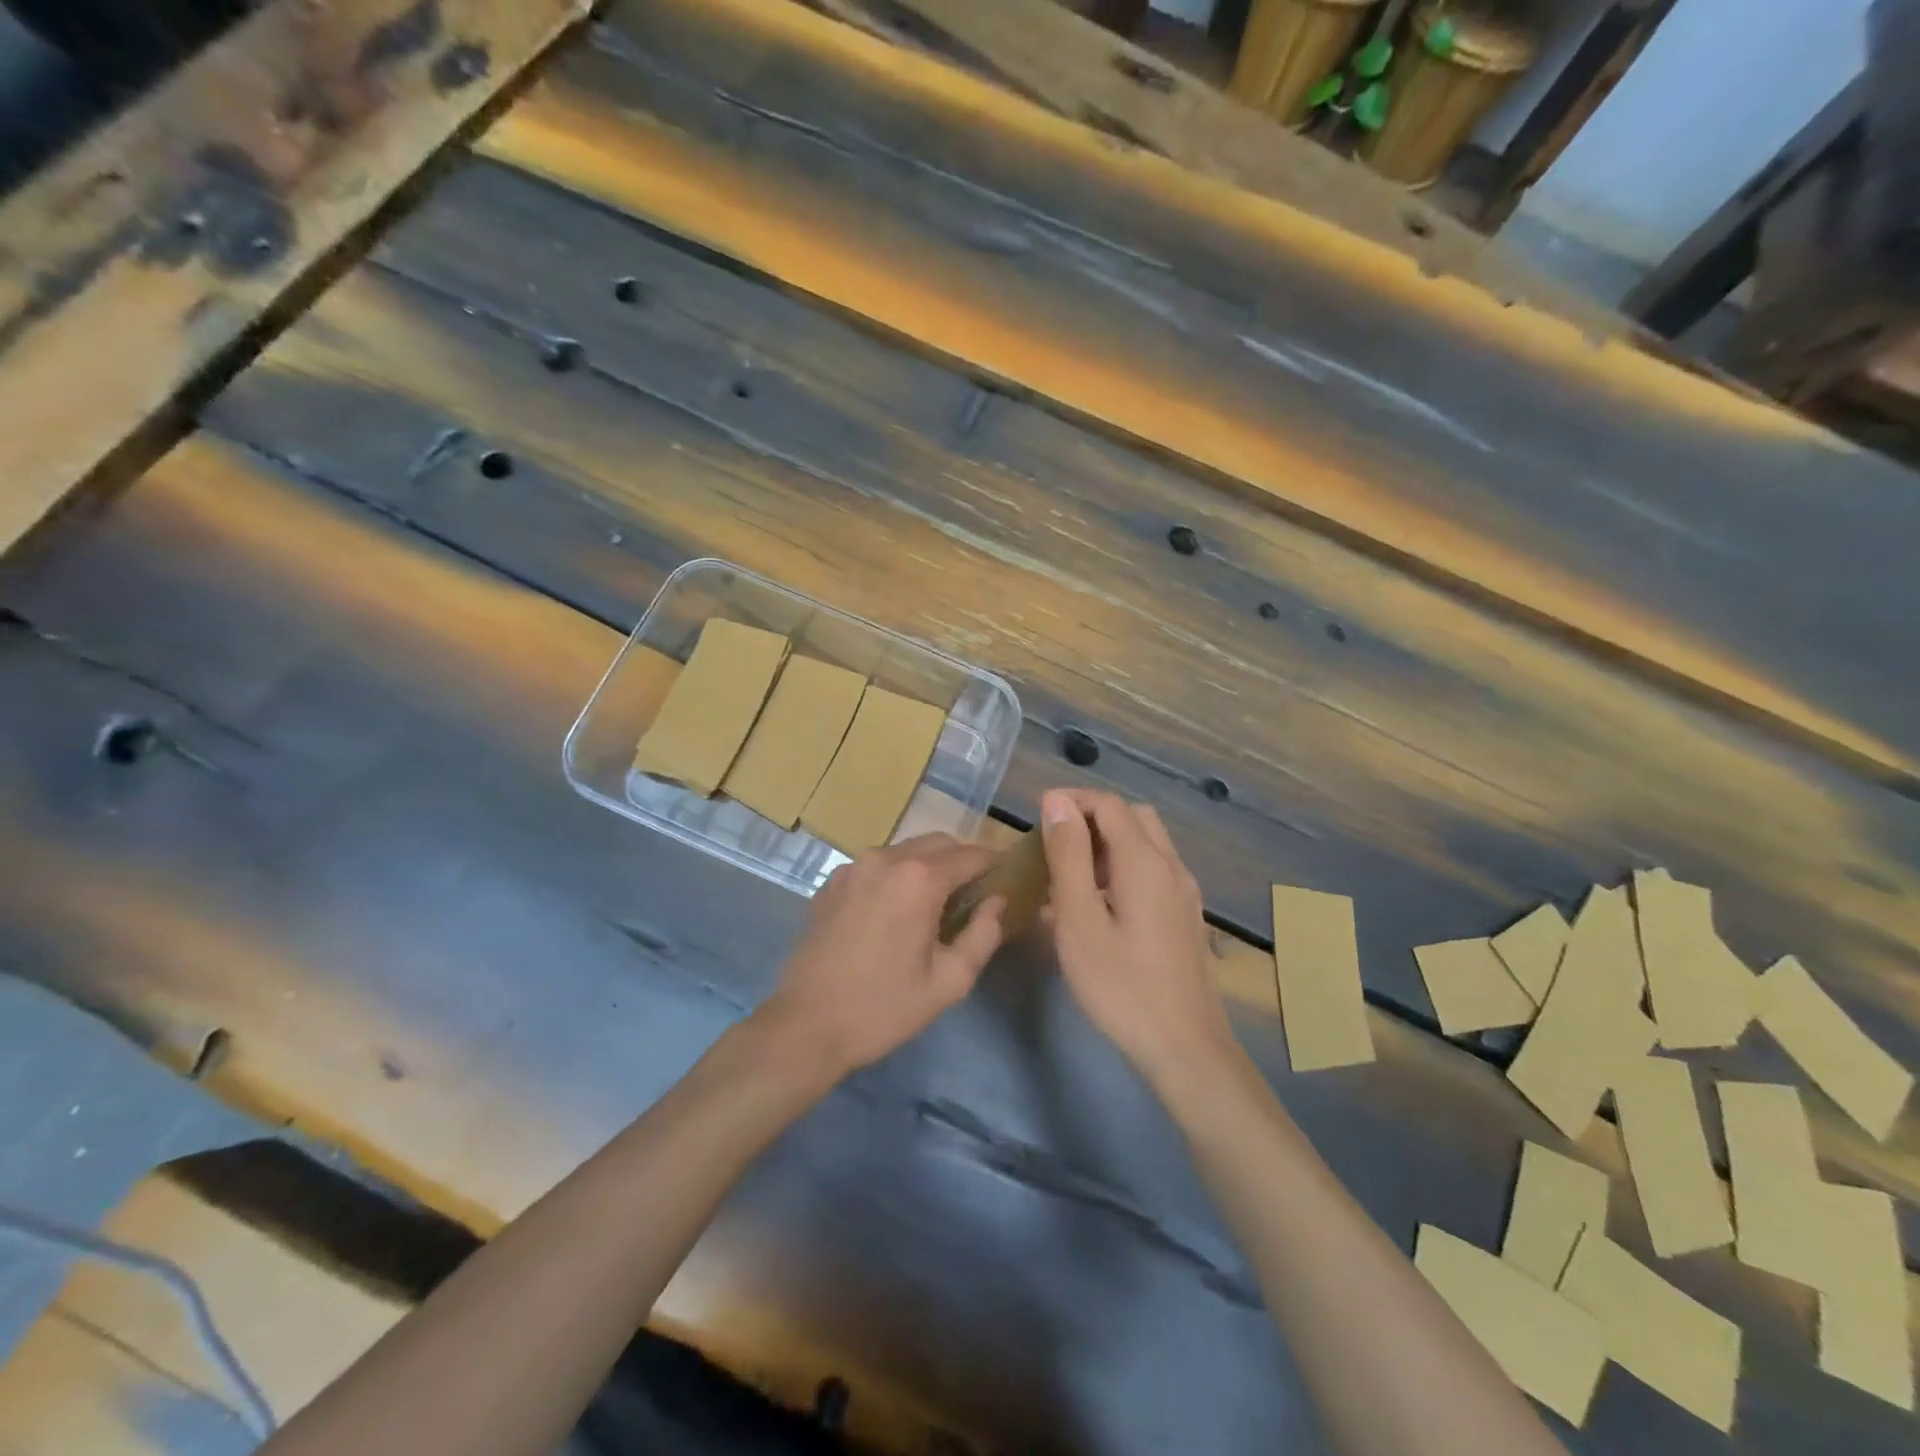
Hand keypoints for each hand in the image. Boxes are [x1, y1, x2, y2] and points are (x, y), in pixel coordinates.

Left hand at [756, 834, 1005, 1083]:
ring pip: (906, 850)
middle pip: (939, 843)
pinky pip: (877, 865)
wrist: (806, 1025)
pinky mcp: (832, 881)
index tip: (1005, 883)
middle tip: (973, 897)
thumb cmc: (884, 1007)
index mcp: (919, 879)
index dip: (994, 866)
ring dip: (928, 866)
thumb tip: (997, 902)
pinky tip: (895, 912)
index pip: (972, 854)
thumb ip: (983, 935)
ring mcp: (854, 866)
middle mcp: (886, 858)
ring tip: (934, 905)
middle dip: (962, 862)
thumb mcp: (949, 981)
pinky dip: (896, 876)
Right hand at [1040, 789, 1235, 1086]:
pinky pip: (1153, 872)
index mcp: (1145, 861)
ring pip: (1146, 845)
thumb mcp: (1079, 920)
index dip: (1072, 801)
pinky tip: (1098, 907)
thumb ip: (1069, 856)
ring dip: (1108, 844)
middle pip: (1133, 817)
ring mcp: (1184, 893)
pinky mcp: (1186, 917)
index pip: (1109, 804)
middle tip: (1055, 844)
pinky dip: (1123, 869)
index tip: (1037, 817)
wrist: (1185, 1048)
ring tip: (1069, 876)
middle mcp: (1172, 866)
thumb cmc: (1121, 985)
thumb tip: (1058, 802)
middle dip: (1092, 818)